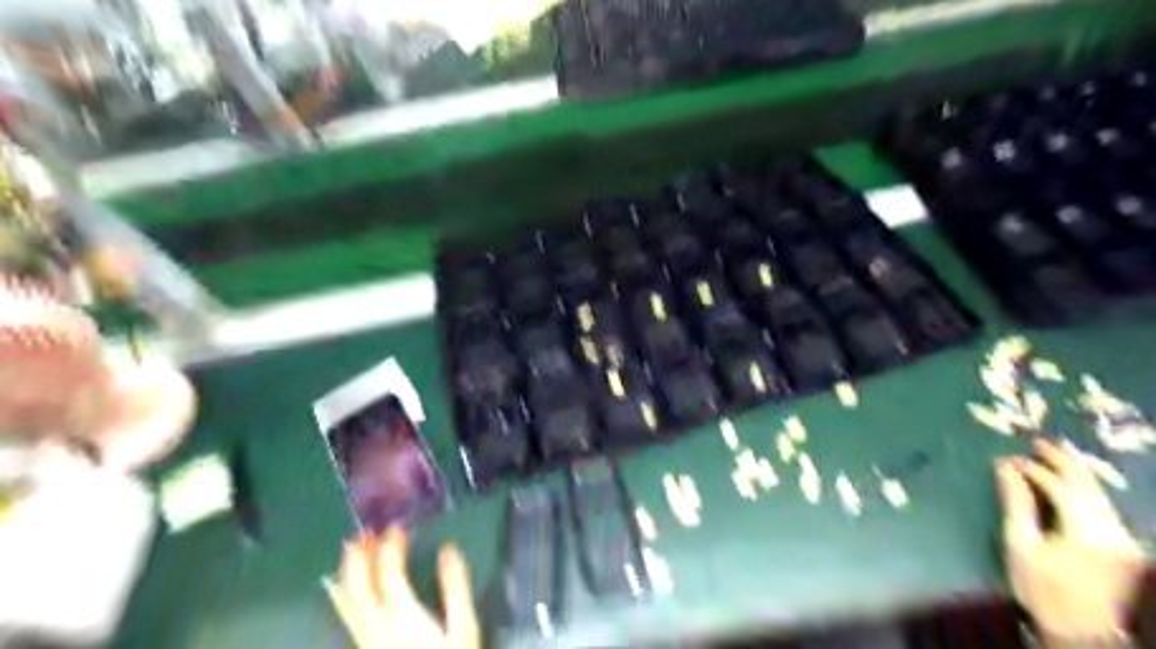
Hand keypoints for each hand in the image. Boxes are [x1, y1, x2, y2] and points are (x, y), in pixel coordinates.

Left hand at [324, 527, 478, 648]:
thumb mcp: (463, 630)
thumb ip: (456, 589)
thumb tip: (448, 550)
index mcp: (404, 619)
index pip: (389, 576)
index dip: (391, 549)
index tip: (398, 528)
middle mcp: (378, 629)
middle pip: (360, 589)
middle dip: (360, 558)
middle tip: (364, 532)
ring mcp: (367, 642)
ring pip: (348, 603)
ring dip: (348, 573)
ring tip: (349, 549)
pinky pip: (348, 616)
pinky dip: (345, 594)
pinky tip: (342, 588)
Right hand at [995, 435, 1146, 643]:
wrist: (1082, 632)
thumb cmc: (1041, 588)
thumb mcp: (1020, 544)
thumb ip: (1016, 503)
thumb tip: (1005, 468)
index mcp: (1086, 531)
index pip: (1060, 487)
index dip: (1034, 469)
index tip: (1008, 460)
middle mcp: (1113, 531)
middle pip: (1089, 486)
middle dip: (1063, 461)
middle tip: (1038, 442)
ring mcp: (1123, 539)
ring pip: (1100, 495)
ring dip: (1075, 473)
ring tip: (1052, 456)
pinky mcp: (1123, 545)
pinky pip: (1103, 507)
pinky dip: (1084, 490)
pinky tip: (1070, 483)